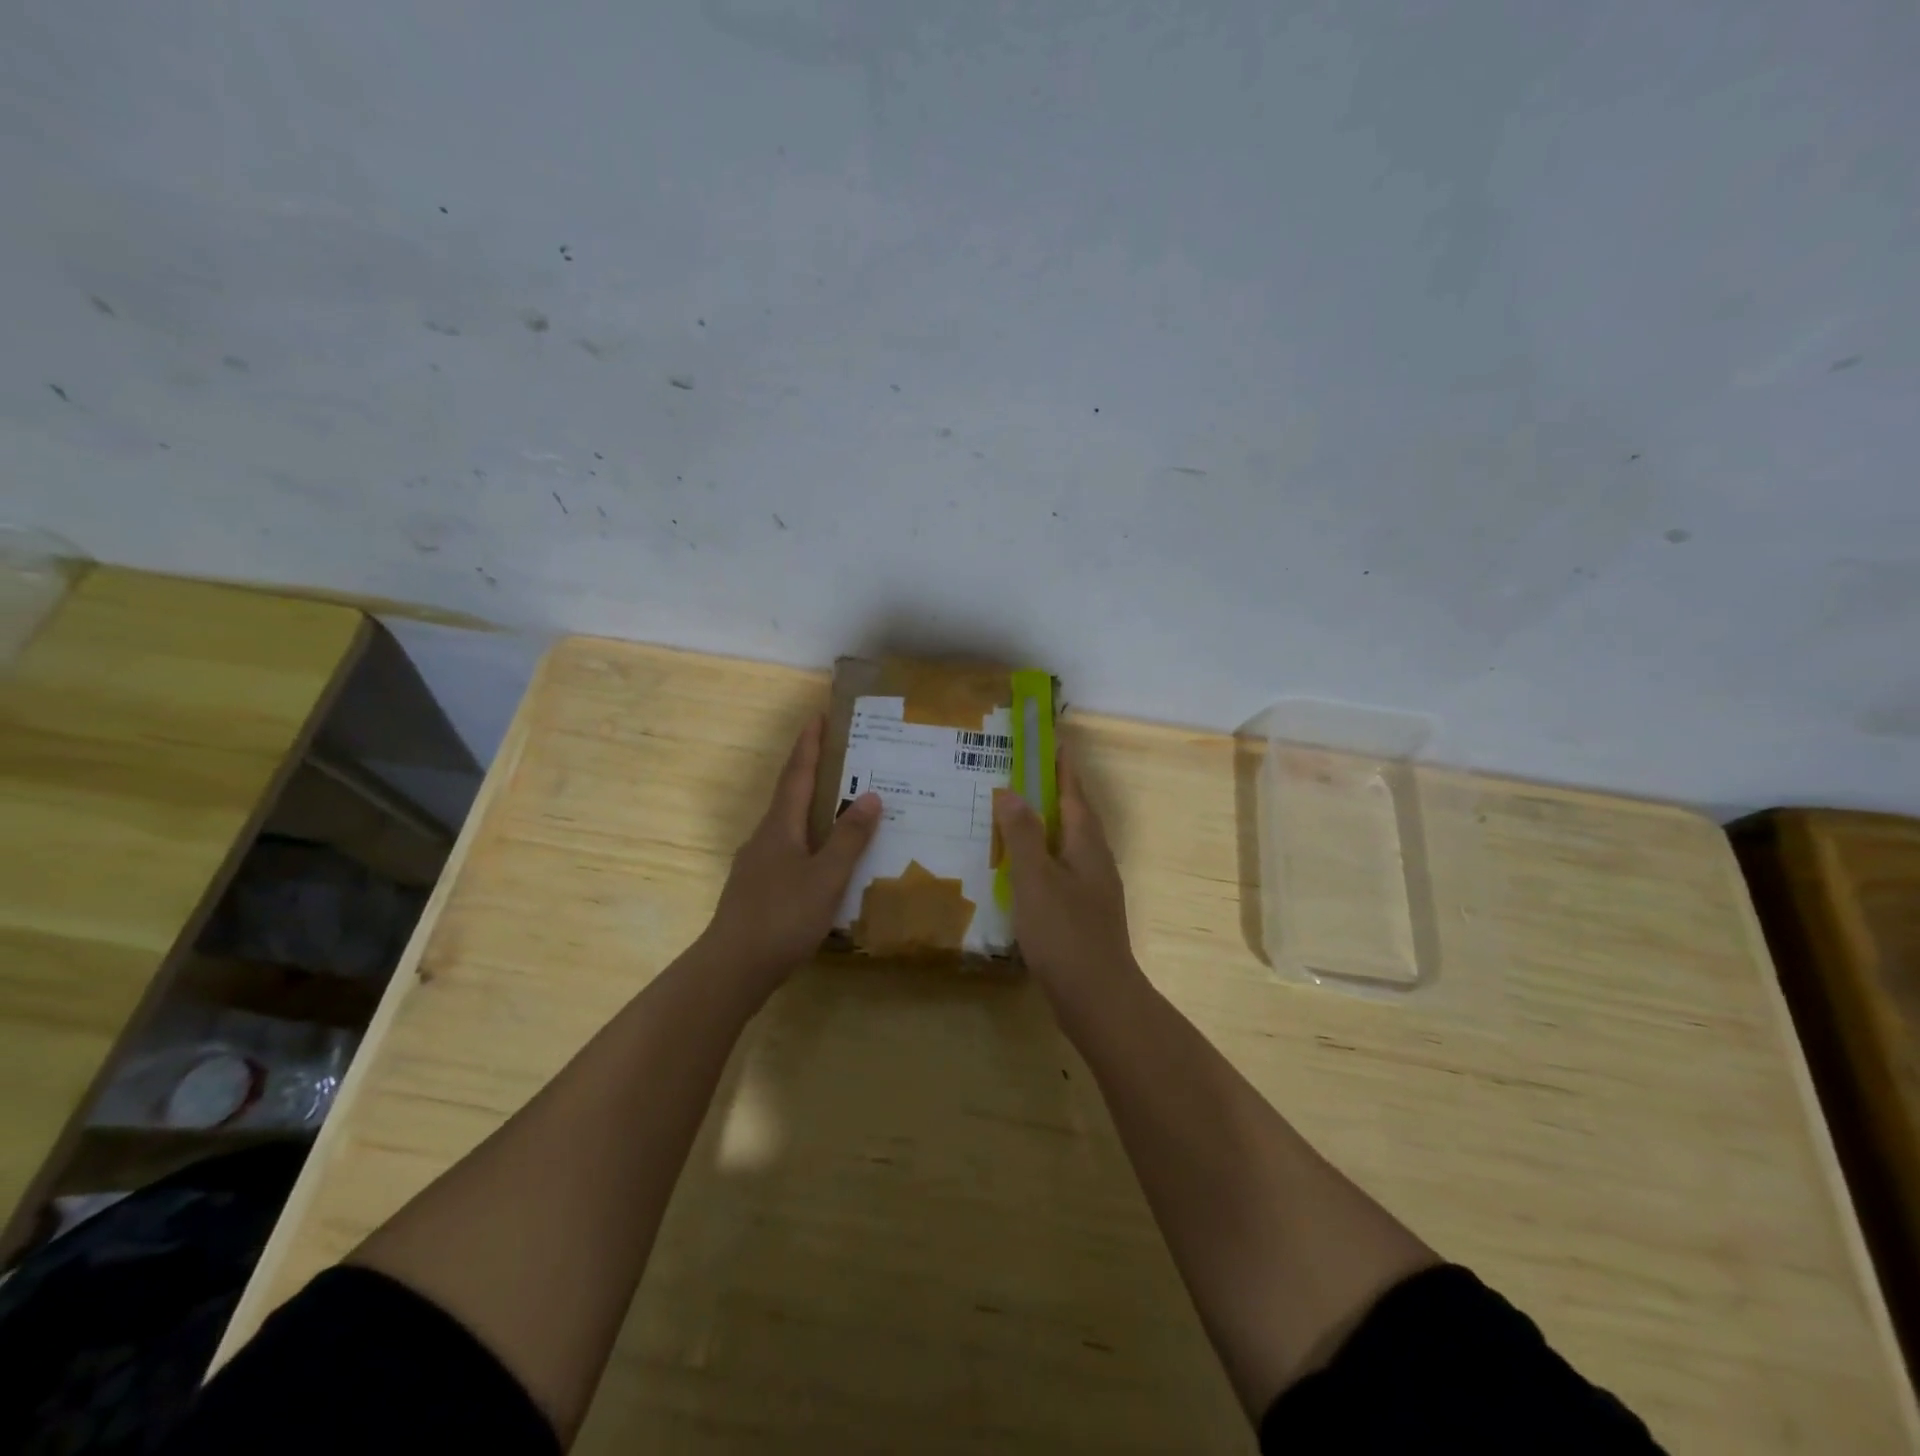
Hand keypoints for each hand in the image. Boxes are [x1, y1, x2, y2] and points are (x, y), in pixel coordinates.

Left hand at [701, 715, 881, 989]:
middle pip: (790, 796)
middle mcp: (765, 838)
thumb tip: (870, 795)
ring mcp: (757, 865)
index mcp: (780, 827)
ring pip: (789, 826)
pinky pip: (789, 852)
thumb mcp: (826, 877)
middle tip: (843, 759)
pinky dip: (810, 842)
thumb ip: (849, 838)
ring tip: (843, 809)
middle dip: (812, 773)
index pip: (796, 774)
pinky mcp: (758, 889)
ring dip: (813, 810)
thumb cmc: (782, 917)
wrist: (732, 968)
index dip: (808, 745)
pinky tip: (826, 863)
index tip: (818, 717)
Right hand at [993, 748, 1136, 1003]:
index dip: (1060, 766)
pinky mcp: (1084, 913)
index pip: (1072, 793)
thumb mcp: (1035, 879)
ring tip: (1013, 816)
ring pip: (1066, 844)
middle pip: (1073, 815)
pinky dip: (1041, 857)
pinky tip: (1021, 870)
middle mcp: (1094, 860)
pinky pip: (1060, 870)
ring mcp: (1092, 888)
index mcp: (1086, 844)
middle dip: (1051, 792)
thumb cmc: (1065, 933)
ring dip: (1044, 825)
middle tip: (1019, 773)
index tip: (1048, 741)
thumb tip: (1011, 791)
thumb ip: (1022, 835)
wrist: (1098, 997)